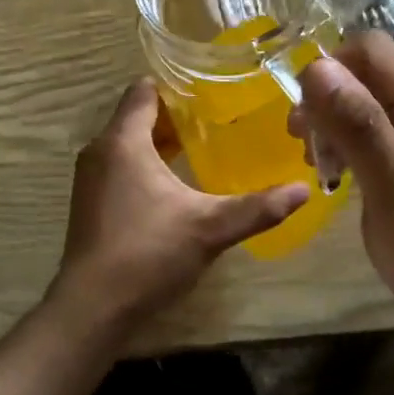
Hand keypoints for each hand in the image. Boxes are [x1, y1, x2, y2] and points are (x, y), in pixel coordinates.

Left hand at [51, 79, 308, 331]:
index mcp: (123, 142)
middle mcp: (99, 152)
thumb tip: (303, 190)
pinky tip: (172, 187)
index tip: (209, 92)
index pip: (143, 91)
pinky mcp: (90, 204)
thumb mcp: (210, 229)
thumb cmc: (148, 254)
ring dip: (158, 143)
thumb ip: (257, 208)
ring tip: (199, 149)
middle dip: (173, 116)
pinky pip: (119, 168)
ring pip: (126, 144)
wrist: (93, 307)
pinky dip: (143, 166)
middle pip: (135, 117)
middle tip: (215, 120)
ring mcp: (90, 179)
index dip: (175, 87)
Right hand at [294, 33, 393, 358]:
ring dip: (339, 129)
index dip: (326, 72)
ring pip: (375, 109)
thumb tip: (317, 66)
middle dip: (328, 103)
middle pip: (371, 77)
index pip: (370, 50)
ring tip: (323, 173)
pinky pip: (388, 140)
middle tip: (307, 155)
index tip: (302, 124)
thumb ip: (359, 127)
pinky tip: (348, 185)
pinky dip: (357, 152)